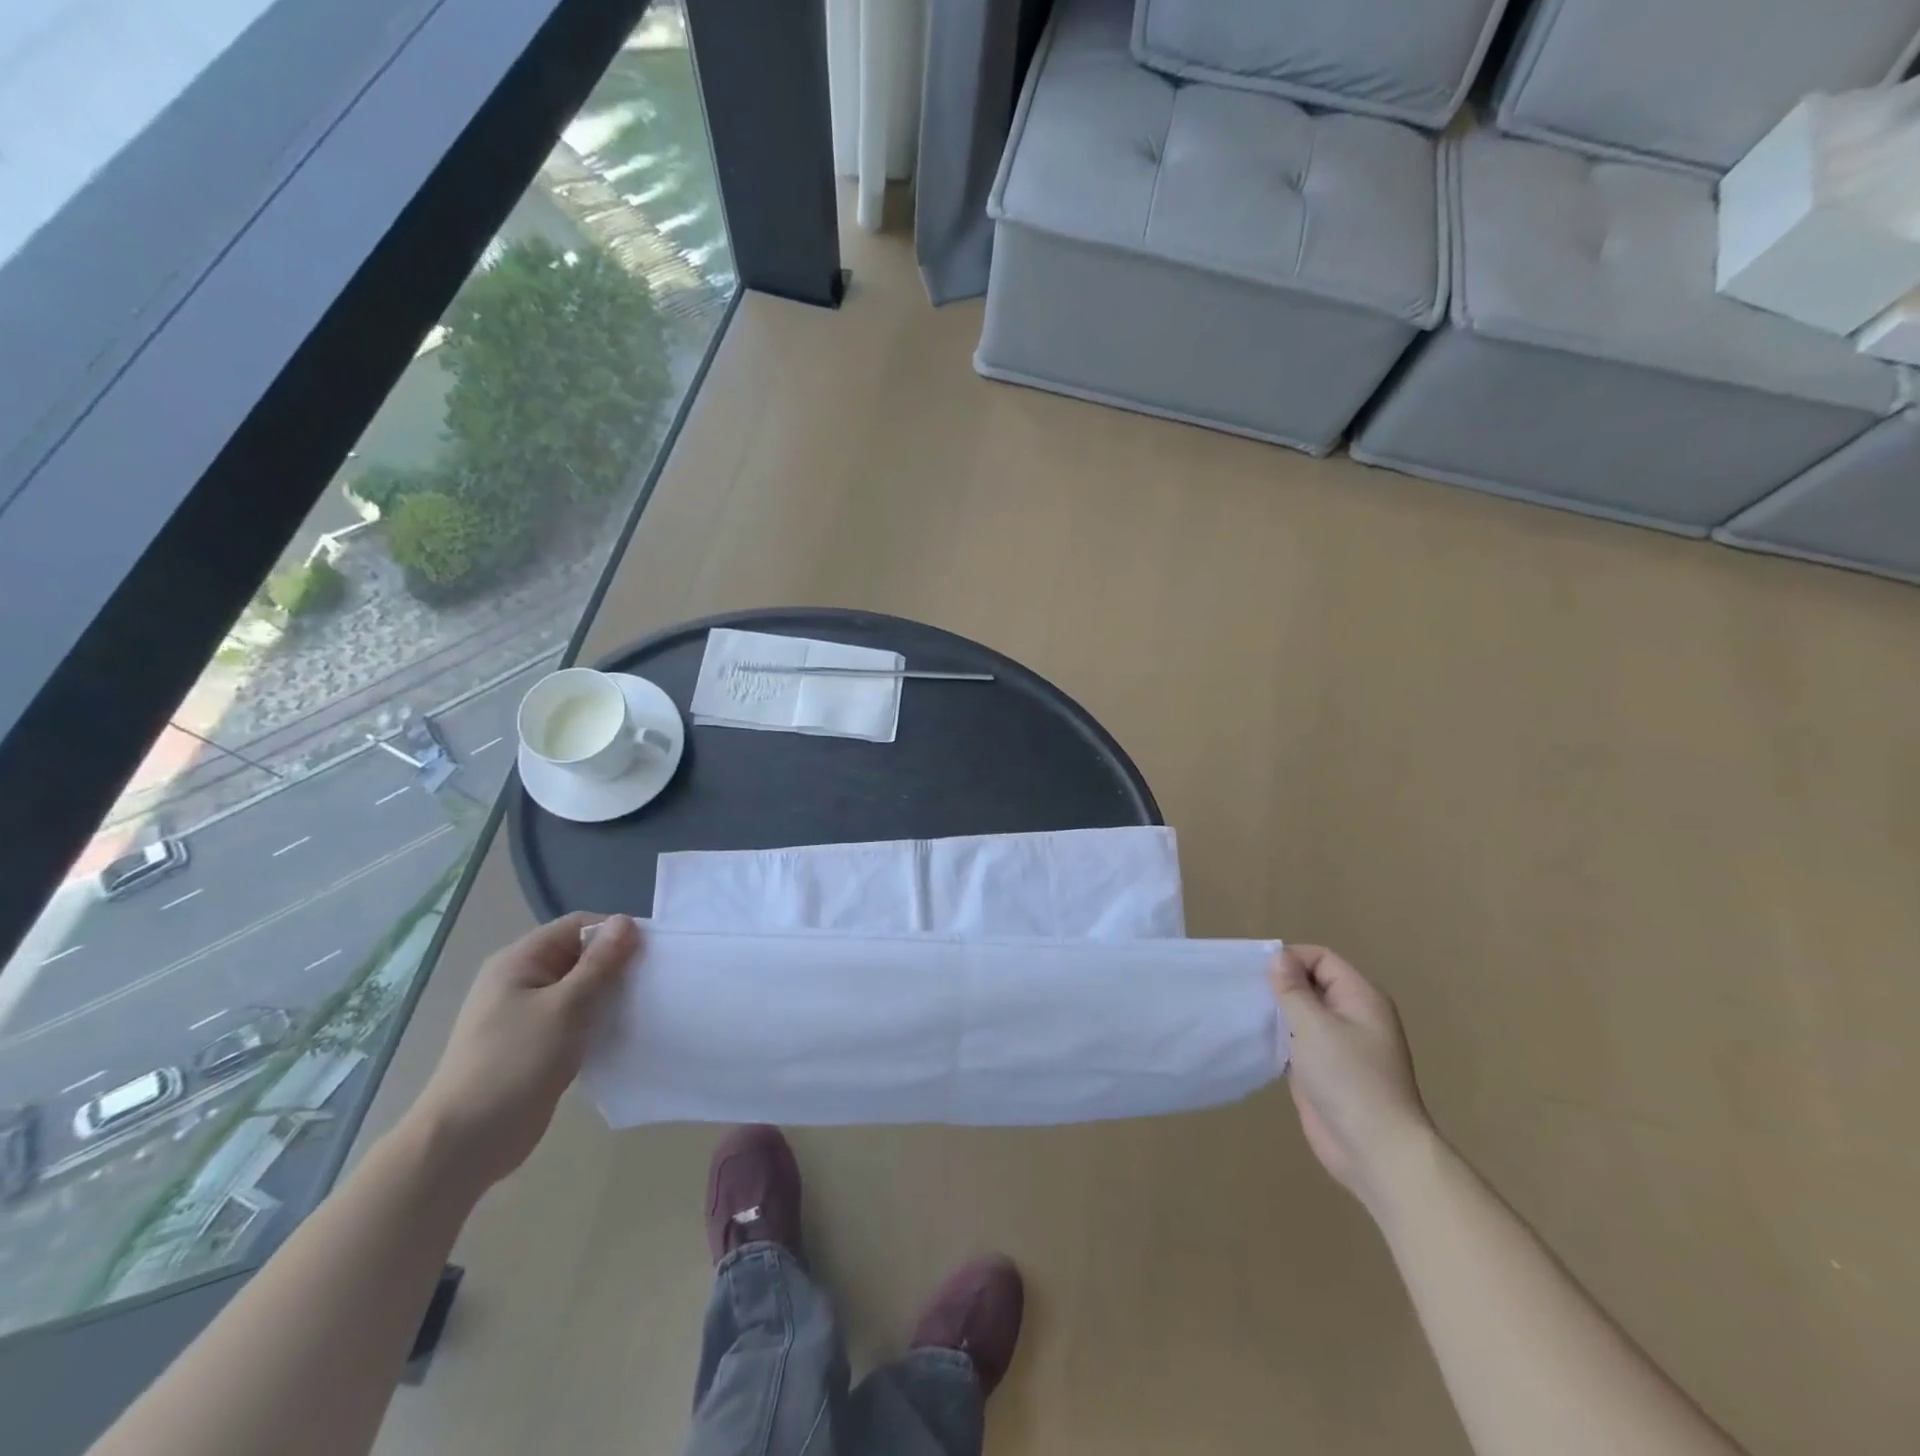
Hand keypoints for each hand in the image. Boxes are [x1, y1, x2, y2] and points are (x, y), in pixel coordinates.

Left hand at [405, 912, 638, 1192]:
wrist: (466, 1142)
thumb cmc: (515, 1063)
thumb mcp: (566, 1006)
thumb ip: (600, 964)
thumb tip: (626, 921)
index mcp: (519, 961)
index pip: (577, 926)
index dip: (614, 932)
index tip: (650, 952)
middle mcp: (521, 980)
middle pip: (579, 956)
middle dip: (615, 965)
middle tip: (651, 981)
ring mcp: (527, 1015)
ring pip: (580, 989)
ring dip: (609, 995)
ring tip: (642, 1006)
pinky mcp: (536, 1045)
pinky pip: (575, 1018)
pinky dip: (598, 1020)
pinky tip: (621, 1032)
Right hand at [1271, 945, 1436, 1215]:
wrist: (1376, 1152)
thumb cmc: (1348, 1079)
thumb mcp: (1313, 1026)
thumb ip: (1292, 989)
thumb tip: (1278, 957)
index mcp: (1360, 998)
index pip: (1321, 959)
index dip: (1291, 959)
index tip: (1258, 973)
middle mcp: (1353, 1016)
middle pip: (1311, 984)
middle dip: (1279, 985)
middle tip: (1244, 991)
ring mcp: (1340, 1046)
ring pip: (1302, 1014)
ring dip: (1276, 1013)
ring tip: (1244, 1013)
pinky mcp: (1325, 1071)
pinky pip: (1298, 1042)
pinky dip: (1278, 1038)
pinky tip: (1255, 1041)